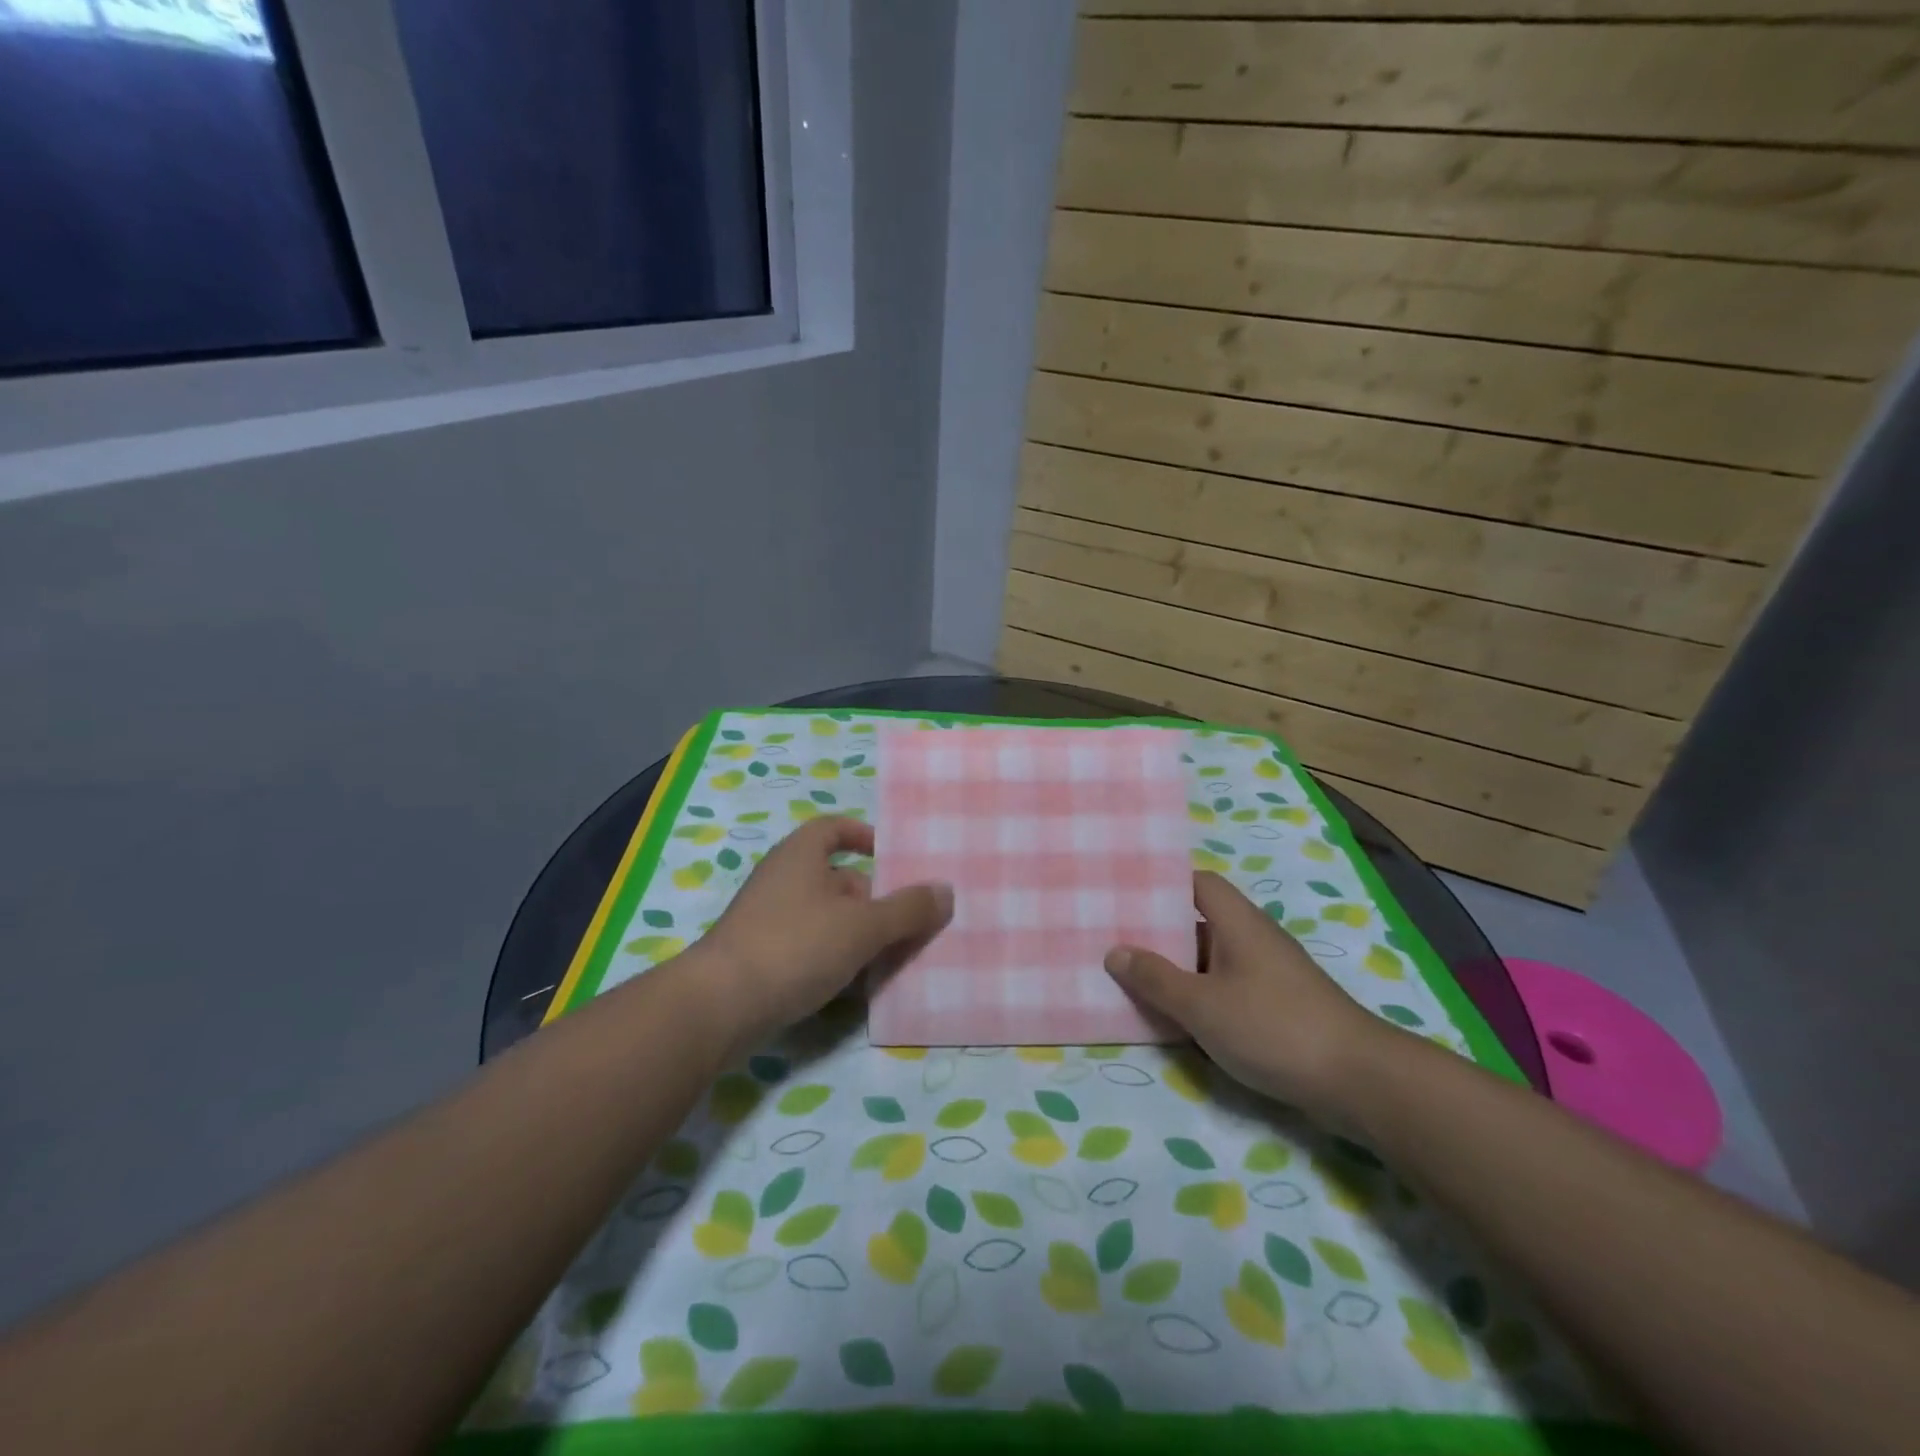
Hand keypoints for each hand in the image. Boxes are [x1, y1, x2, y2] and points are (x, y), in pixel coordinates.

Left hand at [698, 816, 951, 1054]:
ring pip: (823, 916)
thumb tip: (946, 891)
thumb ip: (907, 909)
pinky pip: (807, 946)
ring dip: (855, 932)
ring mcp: (766, 918)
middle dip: (871, 897)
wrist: (719, 1006)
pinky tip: (854, 985)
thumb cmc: (796, 946)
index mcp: (800, 854)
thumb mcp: (863, 926)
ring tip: (889, 956)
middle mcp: (781, 878)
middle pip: (835, 877)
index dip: (862, 835)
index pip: (833, 828)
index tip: (888, 856)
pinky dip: (832, 958)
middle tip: (905, 920)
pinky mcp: (759, 956)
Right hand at [1105, 872, 1395, 1116]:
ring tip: (1131, 977)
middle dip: (1158, 931)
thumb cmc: (1273, 1027)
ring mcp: (1267, 973)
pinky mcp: (1276, 1005)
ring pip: (1210, 958)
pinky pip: (1225, 986)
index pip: (1196, 882)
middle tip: (1114, 938)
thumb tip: (1115, 952)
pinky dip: (1198, 994)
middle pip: (1198, 921)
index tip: (1125, 893)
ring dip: (1176, 968)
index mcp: (1237, 922)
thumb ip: (1156, 979)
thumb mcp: (1202, 1005)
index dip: (1162, 882)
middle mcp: (1253, 938)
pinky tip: (1174, 1016)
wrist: (1358, 1080)